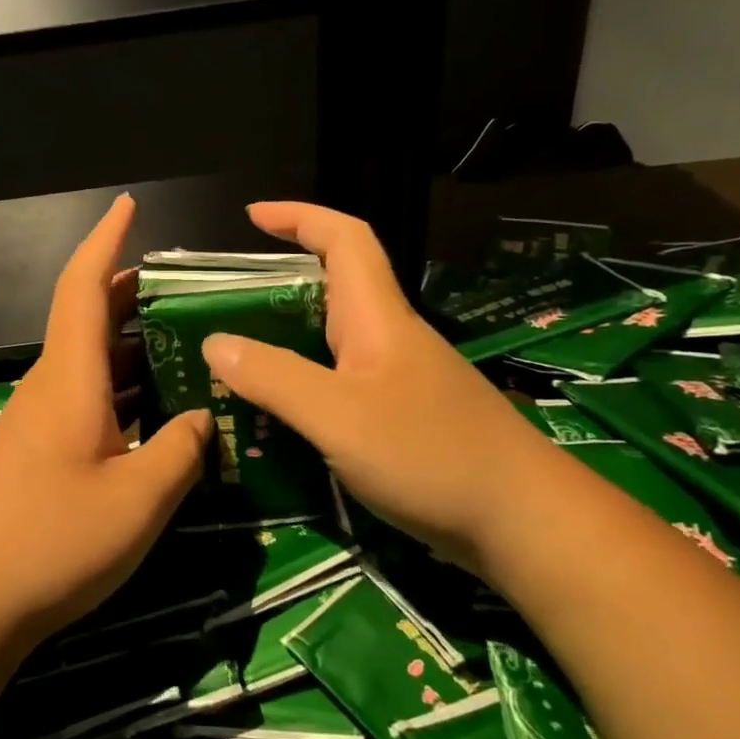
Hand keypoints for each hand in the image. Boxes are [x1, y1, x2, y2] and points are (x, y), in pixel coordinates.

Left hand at [0, 195, 212, 639]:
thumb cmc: (55, 542)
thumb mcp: (139, 498)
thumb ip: (181, 448)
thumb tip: (202, 415)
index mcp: (70, 379)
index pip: (84, 287)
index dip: (106, 240)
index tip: (129, 205)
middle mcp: (50, 387)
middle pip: (89, 320)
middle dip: (133, 294)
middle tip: (187, 288)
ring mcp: (39, 421)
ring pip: (90, 363)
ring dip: (134, 347)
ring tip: (187, 345)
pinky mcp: (37, 452)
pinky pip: (86, 400)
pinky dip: (123, 391)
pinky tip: (157, 413)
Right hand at [199, 202, 560, 572]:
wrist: (524, 522)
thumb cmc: (431, 455)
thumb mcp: (338, 416)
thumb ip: (274, 377)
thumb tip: (215, 343)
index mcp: (377, 319)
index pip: (344, 239)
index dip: (299, 217)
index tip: (252, 216)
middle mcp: (391, 338)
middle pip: (335, 288)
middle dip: (280, 282)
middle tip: (227, 305)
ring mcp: (403, 380)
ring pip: (336, 340)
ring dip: (289, 339)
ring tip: (239, 363)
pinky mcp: (407, 417)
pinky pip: (343, 382)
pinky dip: (307, 384)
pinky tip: (284, 417)